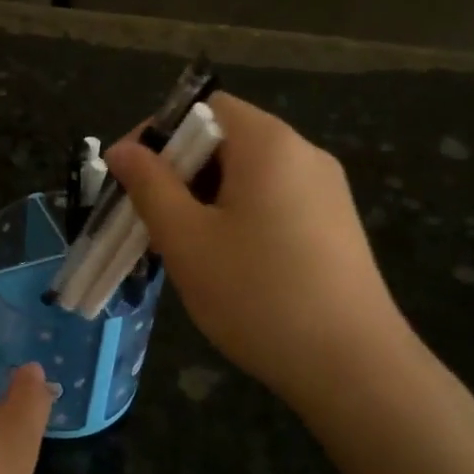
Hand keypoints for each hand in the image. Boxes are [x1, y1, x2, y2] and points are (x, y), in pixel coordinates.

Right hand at [104, 93, 410, 412]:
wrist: (351, 366)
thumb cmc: (257, 294)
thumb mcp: (186, 239)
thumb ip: (149, 186)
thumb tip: (122, 150)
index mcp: (269, 143)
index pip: (204, 107)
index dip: (158, 133)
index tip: (127, 177)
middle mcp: (304, 154)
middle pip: (226, 140)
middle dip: (178, 173)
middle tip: (148, 220)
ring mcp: (326, 192)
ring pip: (247, 177)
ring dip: (204, 200)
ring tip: (181, 248)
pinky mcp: (334, 227)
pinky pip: (272, 203)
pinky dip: (237, 219)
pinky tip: (225, 265)